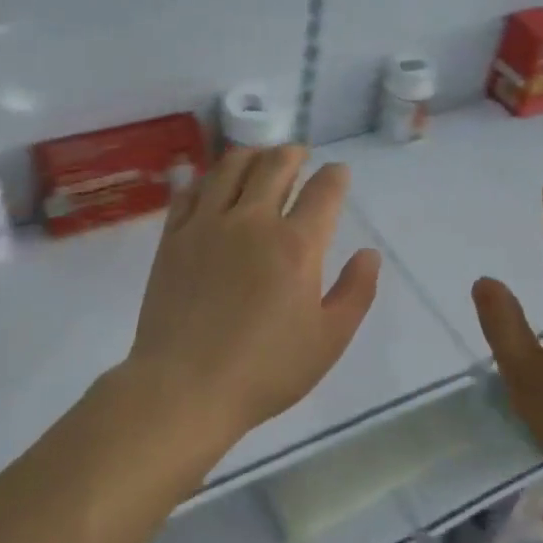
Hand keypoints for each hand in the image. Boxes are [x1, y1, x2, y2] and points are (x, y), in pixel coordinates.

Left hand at [128, 145, 381, 440]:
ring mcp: (207, 224)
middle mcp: (252, 221)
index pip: (324, 191)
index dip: (335, 176)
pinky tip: (214, 185)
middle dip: (293, 153)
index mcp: (296, 245)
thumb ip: (356, 292)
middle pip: (275, 164)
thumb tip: (369, 254)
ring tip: (260, 159)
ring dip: (252, 155)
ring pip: (230, 166)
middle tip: (299, 156)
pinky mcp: (173, 237)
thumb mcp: (329, 340)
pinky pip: (191, 190)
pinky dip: (208, 178)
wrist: (185, 388)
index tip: (338, 174)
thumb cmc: (265, 370)